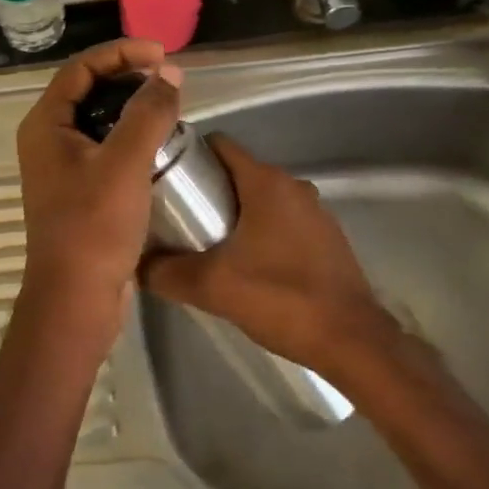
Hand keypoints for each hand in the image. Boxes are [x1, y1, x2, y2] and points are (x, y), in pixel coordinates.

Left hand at [15, 39, 183, 331]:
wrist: (76, 299)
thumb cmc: (94, 226)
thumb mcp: (125, 163)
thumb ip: (148, 113)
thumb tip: (169, 73)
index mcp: (45, 125)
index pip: (80, 68)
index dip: (120, 53)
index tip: (161, 54)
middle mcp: (47, 140)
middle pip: (87, 91)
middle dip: (127, 78)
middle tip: (168, 79)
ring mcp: (62, 168)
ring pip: (98, 121)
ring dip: (131, 108)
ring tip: (169, 107)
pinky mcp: (79, 191)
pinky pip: (104, 149)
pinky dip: (130, 138)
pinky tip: (159, 145)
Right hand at [140, 135, 401, 373]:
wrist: (353, 342)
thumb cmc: (281, 299)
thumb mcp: (211, 286)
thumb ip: (166, 272)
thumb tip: (135, 264)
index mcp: (267, 183)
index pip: (220, 146)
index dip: (188, 156)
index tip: (164, 178)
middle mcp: (293, 186)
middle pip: (237, 173)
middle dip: (206, 190)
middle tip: (176, 218)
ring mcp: (315, 212)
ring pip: (260, 200)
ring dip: (233, 214)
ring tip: (204, 244)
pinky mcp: (326, 239)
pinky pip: (281, 222)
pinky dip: (259, 232)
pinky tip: (243, 265)